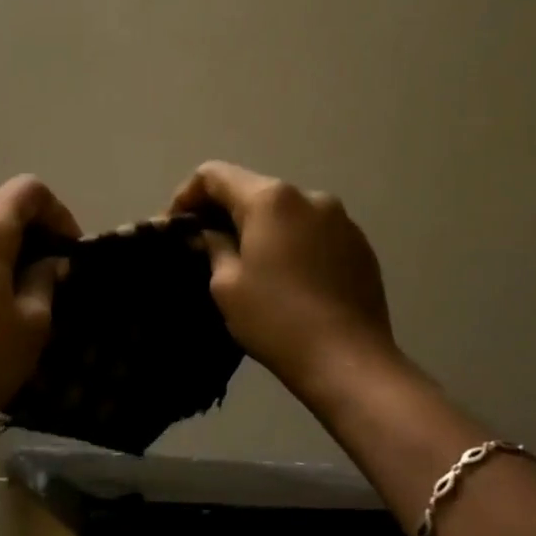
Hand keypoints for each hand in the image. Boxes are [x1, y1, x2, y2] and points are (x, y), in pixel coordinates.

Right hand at [170, 161, 395, 399]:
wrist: (348, 360)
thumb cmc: (275, 319)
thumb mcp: (226, 284)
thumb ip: (213, 247)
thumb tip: (209, 234)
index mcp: (270, 200)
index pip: (215, 175)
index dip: (186, 195)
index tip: (175, 226)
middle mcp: (309, 197)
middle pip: (253, 190)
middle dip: (223, 212)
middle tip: (204, 246)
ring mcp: (341, 220)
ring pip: (285, 212)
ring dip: (259, 228)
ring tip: (246, 264)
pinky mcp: (360, 245)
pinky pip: (312, 232)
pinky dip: (289, 243)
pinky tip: (284, 278)